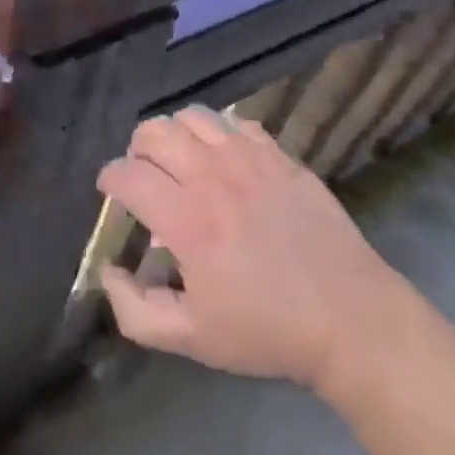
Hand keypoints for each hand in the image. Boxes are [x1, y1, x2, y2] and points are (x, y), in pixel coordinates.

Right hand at [95, 106, 403, 393]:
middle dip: (137, 149)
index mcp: (186, 217)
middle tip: (143, 175)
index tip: (111, 192)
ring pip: (193, 116)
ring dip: (175, 133)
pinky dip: (218, 133)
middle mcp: (212, 173)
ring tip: (180, 159)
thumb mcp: (192, 339)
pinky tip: (223, 160)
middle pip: (154, 131)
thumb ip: (136, 310)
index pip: (128, 174)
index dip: (110, 179)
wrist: (346, 314)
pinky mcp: (277, 152)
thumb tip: (108, 272)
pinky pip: (234, 122)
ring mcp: (248, 155)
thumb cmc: (265, 330)